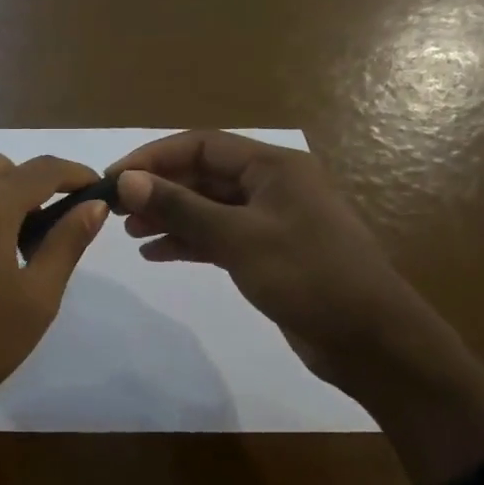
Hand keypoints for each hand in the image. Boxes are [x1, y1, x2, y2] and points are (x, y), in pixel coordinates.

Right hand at [108, 130, 419, 390]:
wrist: (369, 339)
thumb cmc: (308, 276)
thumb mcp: (239, 238)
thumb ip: (181, 208)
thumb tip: (127, 181)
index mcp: (273, 167)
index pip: (202, 145)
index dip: (154, 158)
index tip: (114, 178)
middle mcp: (271, 186)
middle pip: (203, 176)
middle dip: (159, 189)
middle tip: (115, 210)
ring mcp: (270, 221)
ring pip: (208, 208)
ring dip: (170, 217)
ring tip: (130, 232)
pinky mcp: (267, 254)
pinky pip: (218, 237)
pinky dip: (188, 242)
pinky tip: (155, 254)